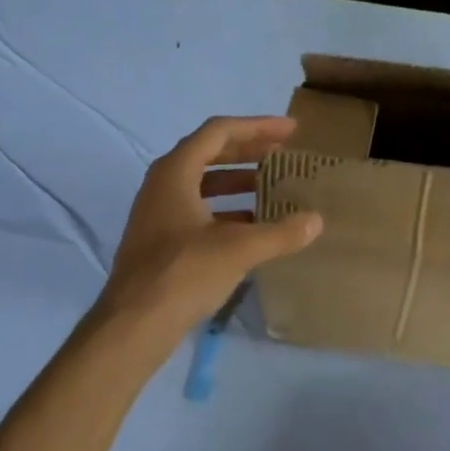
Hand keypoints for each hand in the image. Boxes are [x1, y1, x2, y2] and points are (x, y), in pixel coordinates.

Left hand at [96, 116, 322, 345]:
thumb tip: (316, 221)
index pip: (219, 132)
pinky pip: (198, 211)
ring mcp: (158, 213)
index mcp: (175, 172)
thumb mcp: (239, 249)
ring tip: (273, 188)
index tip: (291, 131)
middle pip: (209, 153)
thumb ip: (280, 232)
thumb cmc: (184, 273)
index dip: (258, 127)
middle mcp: (162, 184)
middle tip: (284, 154)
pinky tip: (253, 227)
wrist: (134, 323)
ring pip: (203, 184)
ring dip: (238, 183)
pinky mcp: (160, 240)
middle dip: (249, 152)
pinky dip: (227, 211)